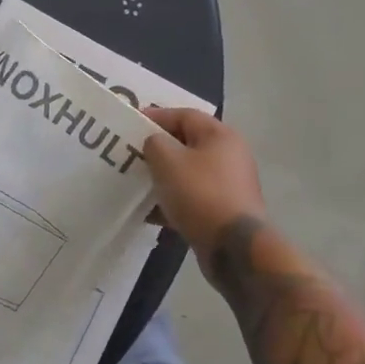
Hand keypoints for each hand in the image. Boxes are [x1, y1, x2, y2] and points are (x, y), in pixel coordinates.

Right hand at [142, 109, 266, 275]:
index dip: (156, 117)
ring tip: (137, 184)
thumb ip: (154, 143)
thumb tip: (155, 145)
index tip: (130, 125)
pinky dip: (172, 202)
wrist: (233, 248)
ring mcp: (229, 186)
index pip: (184, 115)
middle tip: (131, 155)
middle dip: (157, 150)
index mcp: (220, 136)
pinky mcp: (224, 212)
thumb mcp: (167, 160)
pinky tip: (150, 213)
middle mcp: (229, 156)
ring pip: (188, 174)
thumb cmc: (200, 194)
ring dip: (163, 178)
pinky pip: (193, 199)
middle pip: (187, 144)